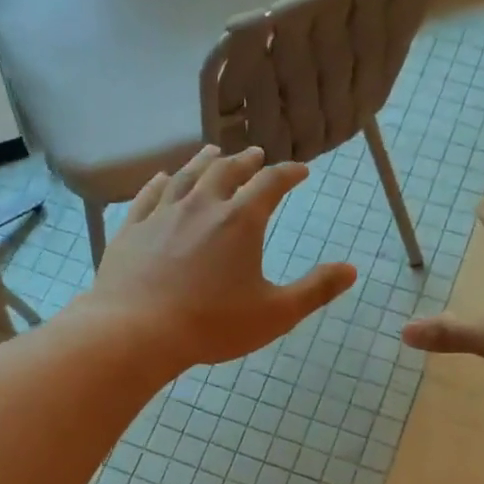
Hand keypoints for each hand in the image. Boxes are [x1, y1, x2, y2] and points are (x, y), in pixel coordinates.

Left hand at [85, 146, 357, 368]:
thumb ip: (316, 290)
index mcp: (240, 221)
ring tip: (213, 152)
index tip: (300, 171)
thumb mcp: (276, 314)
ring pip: (186, 176)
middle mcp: (202, 205)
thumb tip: (351, 270)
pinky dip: (161, 182)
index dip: (289, 173)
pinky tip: (163, 178)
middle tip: (256, 154)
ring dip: (204, 161)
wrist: (138, 331)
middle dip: (246, 161)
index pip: (271, 184)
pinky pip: (149, 195)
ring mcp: (162, 214)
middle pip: (227, 171)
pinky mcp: (132, 229)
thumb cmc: (213, 325)